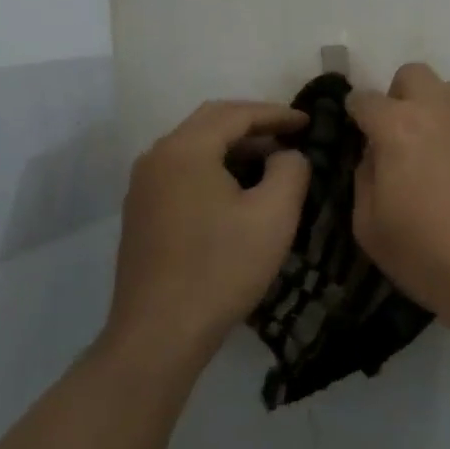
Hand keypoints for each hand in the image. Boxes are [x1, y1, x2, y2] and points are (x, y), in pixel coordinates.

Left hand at [108, 101, 310, 369]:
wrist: (159, 334)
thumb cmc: (221, 268)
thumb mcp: (274, 215)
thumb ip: (291, 169)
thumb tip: (287, 155)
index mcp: (185, 149)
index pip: (236, 113)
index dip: (277, 114)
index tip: (308, 122)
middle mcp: (157, 157)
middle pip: (211, 123)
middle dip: (254, 125)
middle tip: (290, 136)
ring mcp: (143, 186)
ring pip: (195, 147)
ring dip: (233, 147)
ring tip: (270, 164)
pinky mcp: (141, 213)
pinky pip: (182, 172)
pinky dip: (214, 168)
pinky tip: (237, 192)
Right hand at [348, 65, 449, 329]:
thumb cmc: (431, 257)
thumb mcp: (370, 229)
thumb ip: (364, 178)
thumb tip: (374, 154)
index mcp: (397, 127)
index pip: (365, 99)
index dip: (358, 115)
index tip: (361, 131)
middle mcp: (441, 107)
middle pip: (414, 75)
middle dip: (403, 97)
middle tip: (407, 135)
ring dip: (446, 110)